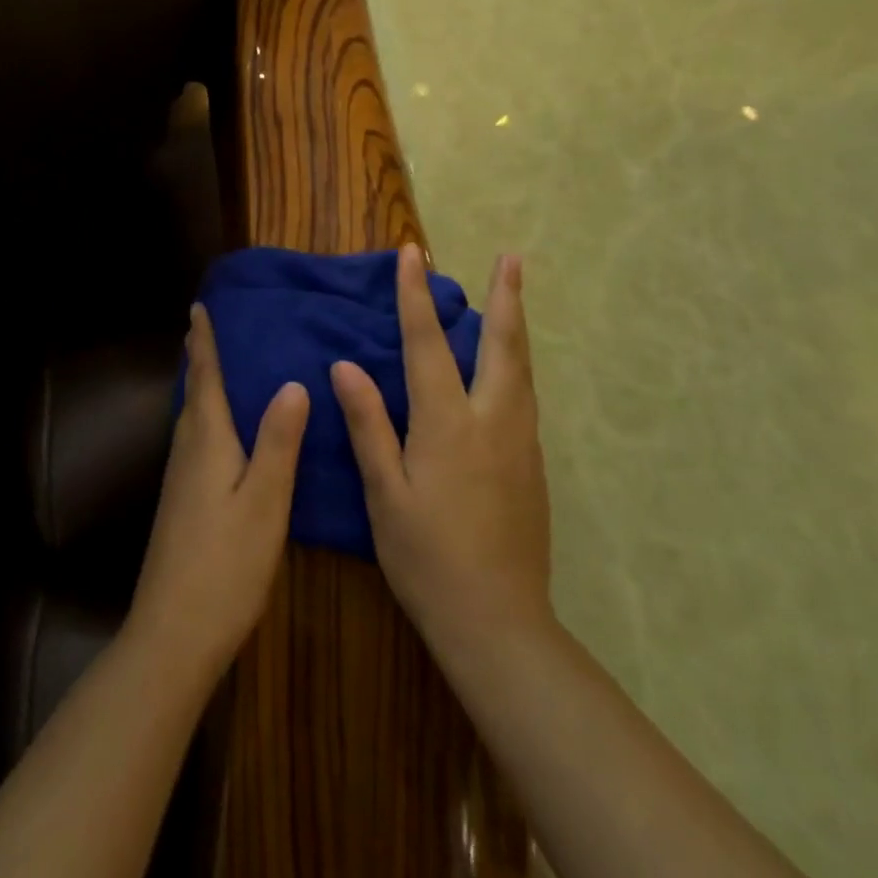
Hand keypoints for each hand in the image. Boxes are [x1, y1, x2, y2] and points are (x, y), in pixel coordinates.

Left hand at [127, 303, 309, 685]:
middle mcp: (188, 451)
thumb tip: (292, 382)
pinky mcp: (182, 503)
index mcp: (207, 441)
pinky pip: (196, 440)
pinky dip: (208, 417)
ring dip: (203, 386)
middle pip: (195, 393)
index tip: (199, 306)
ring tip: (222, 367)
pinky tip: (224, 431)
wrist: (173, 633)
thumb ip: (278, 442)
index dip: (204, 341)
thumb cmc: (225, 564)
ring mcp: (180, 480)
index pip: (205, 377)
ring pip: (193, 417)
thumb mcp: (265, 501)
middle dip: (201, 358)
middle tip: (213, 327)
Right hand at [331, 248, 553, 667]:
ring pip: (521, 368)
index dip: (414, 295)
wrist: (499, 624)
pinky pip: (524, 395)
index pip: (426, 343)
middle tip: (513, 256)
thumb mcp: (384, 494)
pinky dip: (516, 362)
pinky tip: (508, 366)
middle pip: (501, 344)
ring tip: (514, 295)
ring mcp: (520, 442)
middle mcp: (492, 420)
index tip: (410, 253)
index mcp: (447, 423)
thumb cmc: (427, 558)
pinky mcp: (532, 464)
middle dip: (505, 296)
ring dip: (516, 325)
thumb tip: (345, 365)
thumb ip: (368, 425)